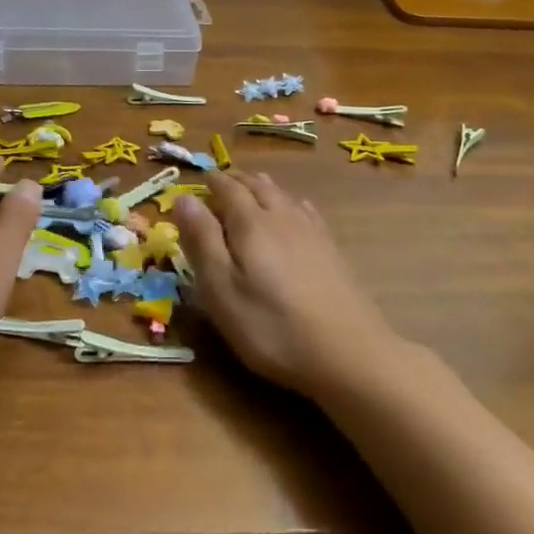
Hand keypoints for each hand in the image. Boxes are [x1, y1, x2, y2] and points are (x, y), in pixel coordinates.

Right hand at [174, 170, 399, 395]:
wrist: (349, 353)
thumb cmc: (271, 327)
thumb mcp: (221, 290)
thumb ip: (201, 240)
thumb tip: (184, 197)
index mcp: (250, 223)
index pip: (227, 188)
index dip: (210, 182)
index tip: (198, 180)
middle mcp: (282, 216)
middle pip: (257, 185)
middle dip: (235, 180)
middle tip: (220, 182)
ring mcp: (311, 231)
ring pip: (282, 194)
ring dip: (261, 186)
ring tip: (250, 188)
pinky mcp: (331, 249)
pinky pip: (304, 209)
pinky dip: (289, 201)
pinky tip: (293, 209)